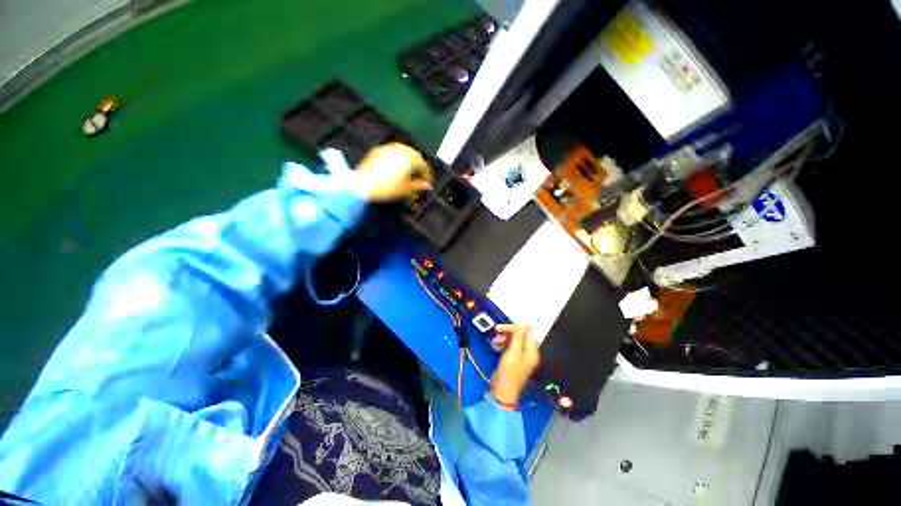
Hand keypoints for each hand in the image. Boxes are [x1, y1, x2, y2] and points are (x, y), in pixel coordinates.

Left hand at [355, 143, 432, 201]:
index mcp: (409, 159)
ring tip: (408, 170)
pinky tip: (395, 165)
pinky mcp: (378, 150)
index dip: (426, 174)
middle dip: (418, 164)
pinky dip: (397, 157)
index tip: (426, 182)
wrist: (363, 185)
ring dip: (408, 159)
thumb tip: (428, 186)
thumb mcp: (405, 189)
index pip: (423, 164)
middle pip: (414, 155)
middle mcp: (400, 150)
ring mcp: (388, 148)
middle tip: (419, 175)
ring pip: (403, 150)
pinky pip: (392, 151)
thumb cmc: (387, 188)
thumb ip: (418, 185)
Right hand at [491, 324, 539, 407]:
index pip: (527, 332)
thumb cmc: (509, 371)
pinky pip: (510, 346)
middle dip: (508, 332)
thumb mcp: (513, 352)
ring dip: (504, 337)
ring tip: (495, 341)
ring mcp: (521, 356)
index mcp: (532, 351)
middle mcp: (528, 352)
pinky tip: (496, 344)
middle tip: (497, 330)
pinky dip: (503, 343)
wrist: (502, 391)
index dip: (516, 327)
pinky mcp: (513, 359)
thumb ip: (518, 337)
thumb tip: (524, 323)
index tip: (503, 326)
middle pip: (520, 335)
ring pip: (514, 340)